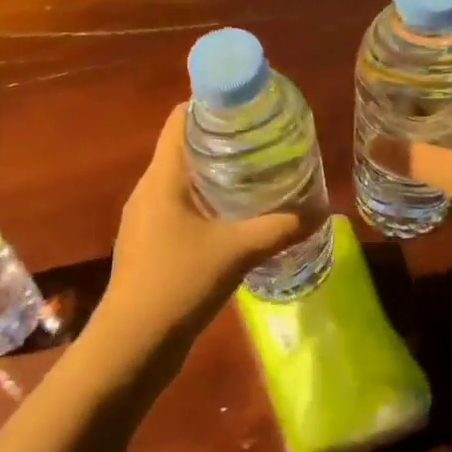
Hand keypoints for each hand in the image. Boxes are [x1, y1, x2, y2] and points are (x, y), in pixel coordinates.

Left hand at [94, 104, 305, 359]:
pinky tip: (233, 221)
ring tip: (255, 175)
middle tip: (262, 140)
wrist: (131, 347)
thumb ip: (279, 229)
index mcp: (162, 178)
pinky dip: (205, 204)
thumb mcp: (237, 251)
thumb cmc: (178, 284)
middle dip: (221, 140)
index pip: (179, 120)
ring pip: (181, 182)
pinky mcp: (148, 246)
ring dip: (214, 174)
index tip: (246, 106)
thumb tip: (321, 212)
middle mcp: (148, 191)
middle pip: (182, 148)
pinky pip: (178, 209)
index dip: (209, 105)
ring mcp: (144, 220)